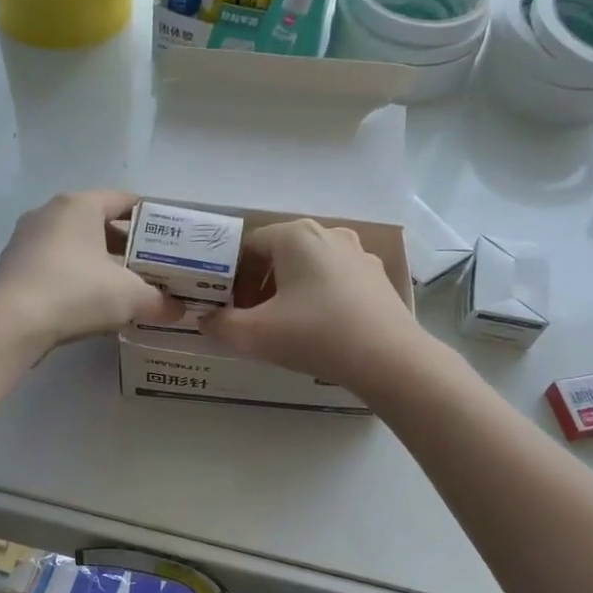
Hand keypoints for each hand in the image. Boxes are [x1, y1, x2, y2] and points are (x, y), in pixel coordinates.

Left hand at [0, 191, 177, 353]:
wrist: (10, 324)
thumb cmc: (75, 292)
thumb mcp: (130, 298)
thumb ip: (160, 301)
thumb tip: (178, 310)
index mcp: (80, 205)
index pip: (123, 199)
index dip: (151, 217)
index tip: (169, 238)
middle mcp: (50, 212)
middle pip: (98, 222)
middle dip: (126, 244)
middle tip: (151, 267)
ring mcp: (26, 239)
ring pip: (74, 244)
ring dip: (99, 262)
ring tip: (123, 287)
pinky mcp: (12, 266)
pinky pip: (54, 264)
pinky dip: (74, 276)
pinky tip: (88, 302)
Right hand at [203, 218, 424, 388]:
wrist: (388, 359)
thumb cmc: (315, 335)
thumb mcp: (253, 335)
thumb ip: (220, 326)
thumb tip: (205, 320)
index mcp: (296, 236)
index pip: (249, 246)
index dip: (232, 277)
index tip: (229, 309)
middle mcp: (329, 234)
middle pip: (280, 256)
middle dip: (260, 286)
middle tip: (252, 320)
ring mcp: (359, 255)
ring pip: (309, 269)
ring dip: (289, 293)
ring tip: (285, 328)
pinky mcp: (377, 279)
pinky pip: (335, 283)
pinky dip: (319, 300)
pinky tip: (319, 331)